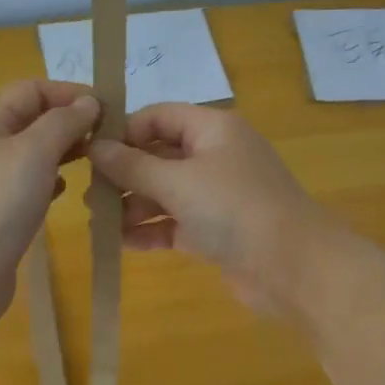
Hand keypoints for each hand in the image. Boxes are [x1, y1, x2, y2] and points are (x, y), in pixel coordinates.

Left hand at [0, 80, 99, 325]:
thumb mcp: (34, 150)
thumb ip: (64, 122)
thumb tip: (88, 102)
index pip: (32, 90)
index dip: (69, 93)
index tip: (108, 110)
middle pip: (32, 121)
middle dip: (70, 123)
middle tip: (109, 139)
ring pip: (33, 155)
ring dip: (64, 153)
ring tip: (96, 163)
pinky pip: (29, 187)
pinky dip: (52, 183)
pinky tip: (68, 192)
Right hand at [88, 103, 334, 316]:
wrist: (295, 268)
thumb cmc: (234, 209)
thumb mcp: (177, 182)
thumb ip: (132, 166)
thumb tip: (95, 147)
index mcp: (212, 129)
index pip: (159, 117)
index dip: (124, 132)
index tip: (90, 153)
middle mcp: (215, 156)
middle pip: (159, 156)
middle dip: (124, 174)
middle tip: (89, 194)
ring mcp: (218, 195)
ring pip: (166, 192)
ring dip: (134, 205)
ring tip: (99, 223)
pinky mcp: (217, 230)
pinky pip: (176, 223)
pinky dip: (152, 230)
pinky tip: (122, 243)